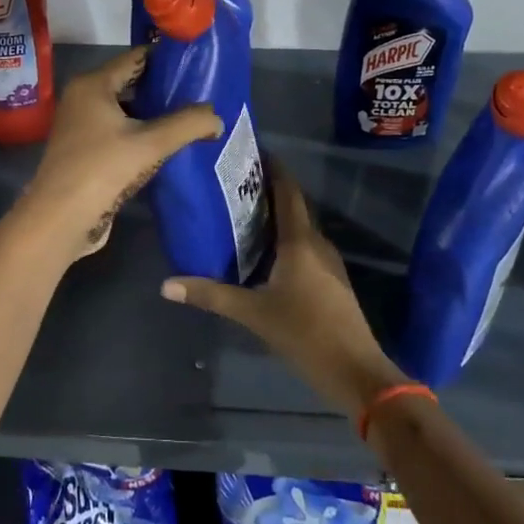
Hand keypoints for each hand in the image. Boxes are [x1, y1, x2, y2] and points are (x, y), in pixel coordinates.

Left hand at [13, 47, 220, 264]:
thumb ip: (188, 124)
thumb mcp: (151, 144)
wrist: (59, 220)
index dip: (167, 58)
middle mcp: (83, 99)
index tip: (198, 63)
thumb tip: (217, 117)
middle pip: (131, 83)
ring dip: (155, 114)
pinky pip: (120, 133)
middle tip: (201, 92)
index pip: (135, 57)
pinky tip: (168, 145)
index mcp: (93, 85)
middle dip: (164, 88)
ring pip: (126, 111)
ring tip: (191, 118)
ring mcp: (82, 127)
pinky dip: (142, 135)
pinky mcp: (86, 152)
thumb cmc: (102, 170)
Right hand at [161, 164, 409, 416]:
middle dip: (267, 190)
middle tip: (234, 183)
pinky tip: (264, 252)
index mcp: (300, 241)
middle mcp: (317, 243)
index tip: (251, 151)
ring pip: (300, 228)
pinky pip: (305, 247)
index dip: (272, 168)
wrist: (356, 372)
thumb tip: (167, 285)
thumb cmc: (305, 333)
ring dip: (276, 216)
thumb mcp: (253, 314)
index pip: (287, 191)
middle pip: (293, 206)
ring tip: (242, 212)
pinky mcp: (331, 281)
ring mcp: (328, 262)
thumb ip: (211, 295)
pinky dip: (284, 239)